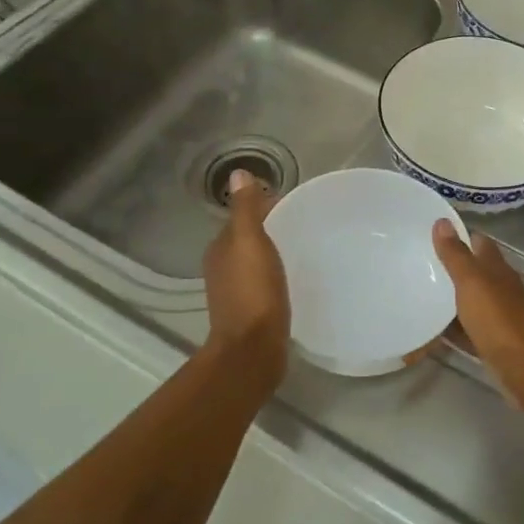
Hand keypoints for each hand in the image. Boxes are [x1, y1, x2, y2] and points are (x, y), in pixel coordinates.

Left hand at [203, 171, 288, 365]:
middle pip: (247, 239)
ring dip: (272, 251)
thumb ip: (246, 210)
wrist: (253, 349)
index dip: (262, 205)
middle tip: (303, 221)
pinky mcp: (252, 311)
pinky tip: (295, 276)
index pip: (241, 217)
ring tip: (302, 246)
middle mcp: (223, 267)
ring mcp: (236, 291)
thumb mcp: (250, 243)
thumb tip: (238, 174)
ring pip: (255, 261)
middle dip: (269, 227)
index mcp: (220, 249)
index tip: (291, 200)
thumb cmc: (253, 292)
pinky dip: (276, 273)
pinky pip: (264, 281)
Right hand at [432, 221, 523, 415]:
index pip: (478, 242)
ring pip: (468, 301)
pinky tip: (428, 329)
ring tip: (414, 292)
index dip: (458, 234)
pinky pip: (466, 330)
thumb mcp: (473, 283)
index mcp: (497, 269)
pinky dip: (450, 327)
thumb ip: (457, 255)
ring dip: (448, 297)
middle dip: (448, 266)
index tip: (430, 231)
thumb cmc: (501, 321)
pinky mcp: (492, 343)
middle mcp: (499, 289)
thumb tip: (442, 220)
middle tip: (413, 262)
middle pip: (473, 272)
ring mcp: (497, 317)